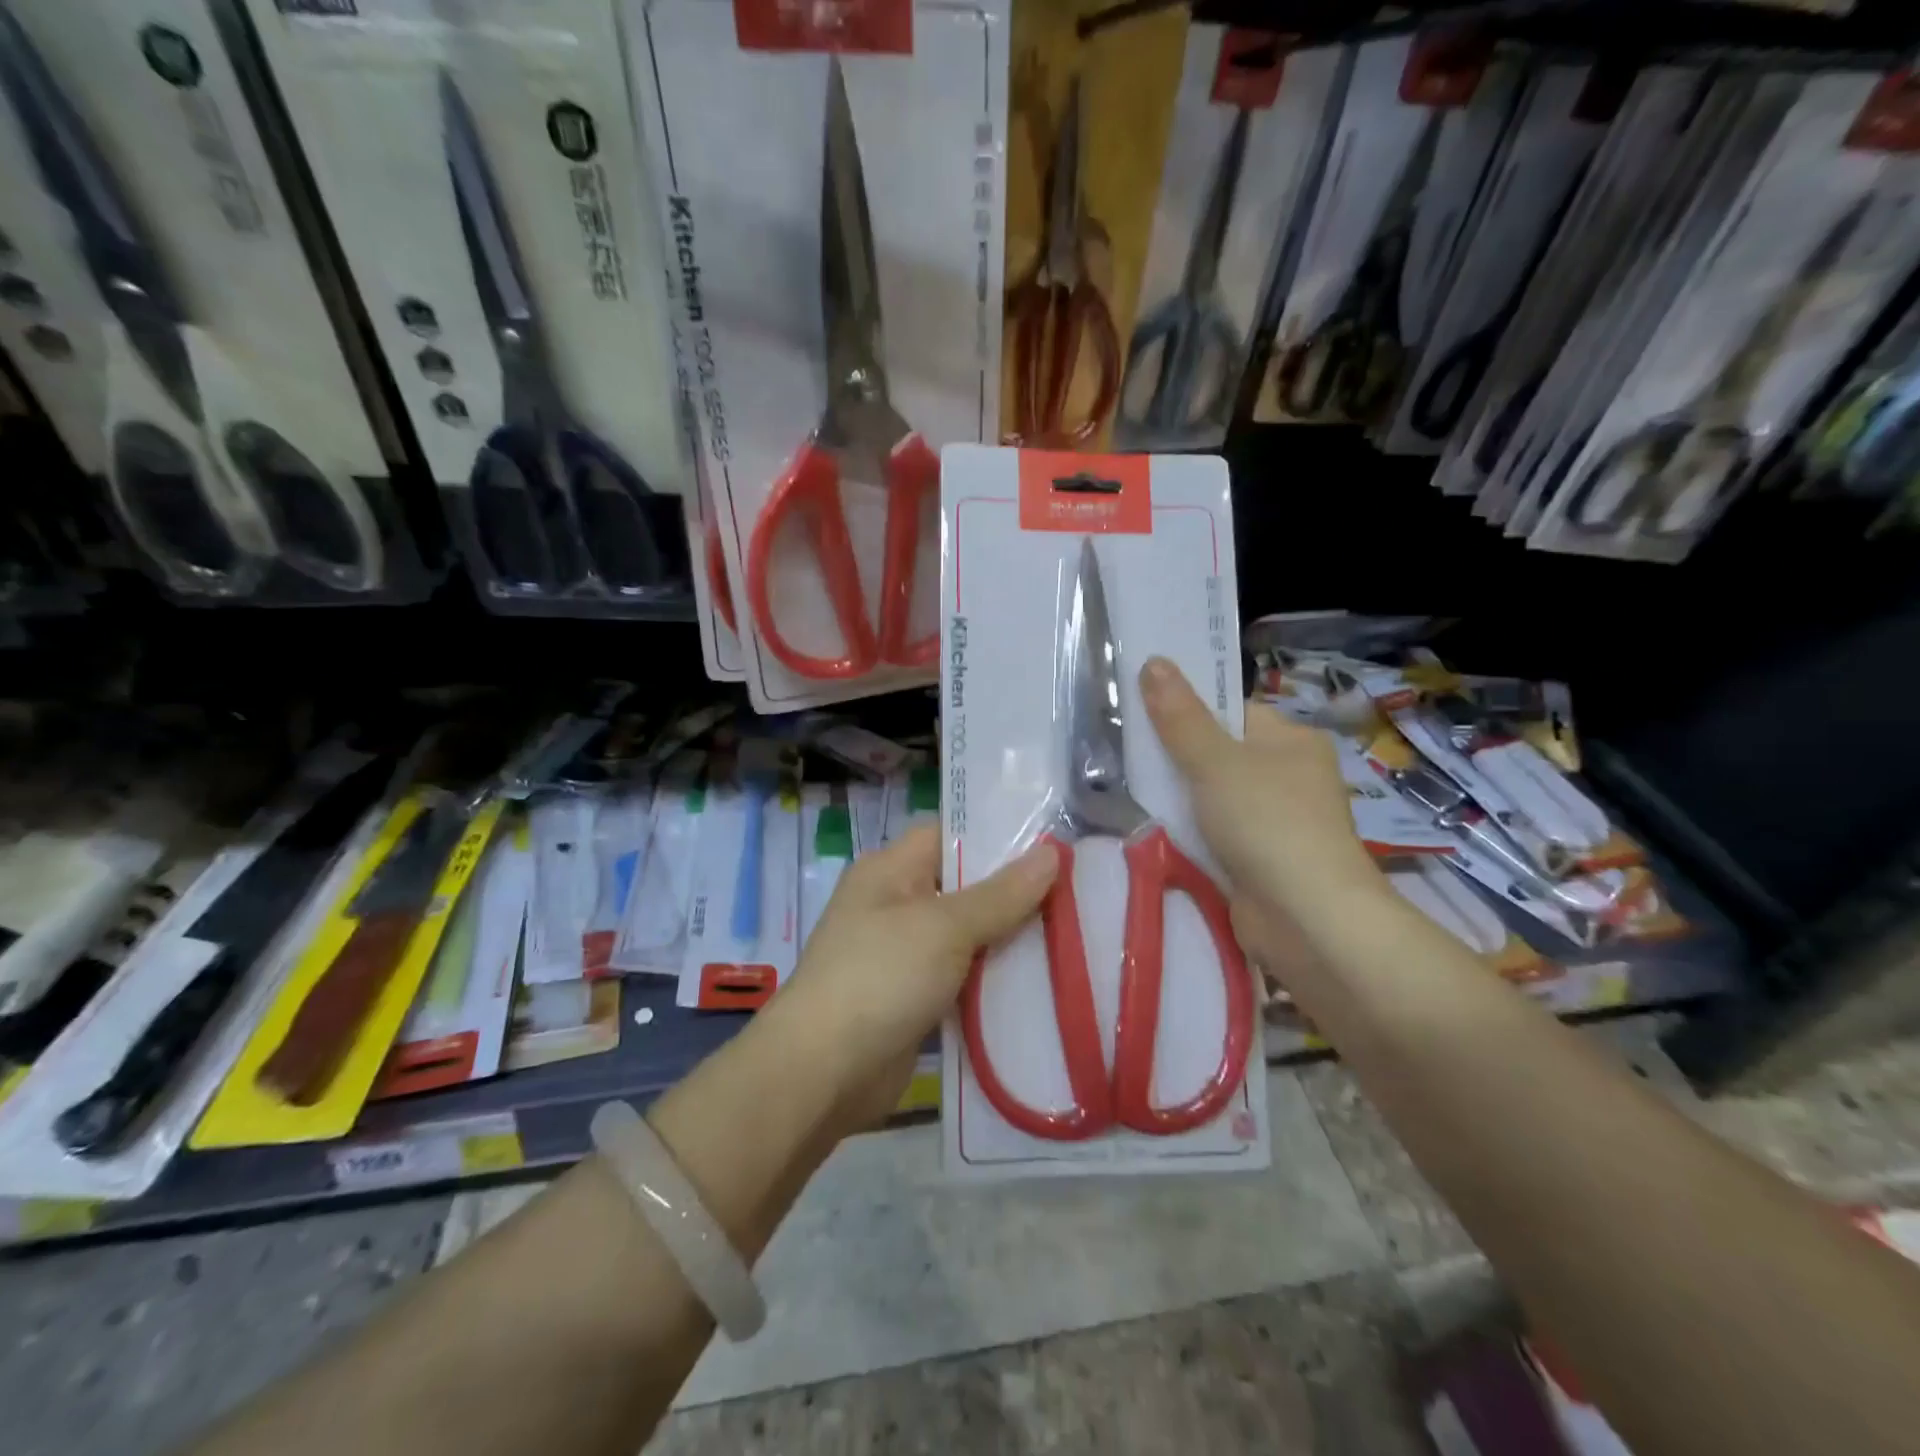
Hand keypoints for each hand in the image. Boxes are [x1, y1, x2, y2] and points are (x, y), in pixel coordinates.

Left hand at [764, 825, 1056, 1134]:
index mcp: (890, 870)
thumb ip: (1001, 894)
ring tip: (1073, 934)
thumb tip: (1052, 854)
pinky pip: (962, 978)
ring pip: (967, 937)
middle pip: (964, 887)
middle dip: (1014, 894)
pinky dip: (993, 981)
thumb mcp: (945, 927)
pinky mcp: (914, 999)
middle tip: (1076, 893)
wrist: (823, 1072)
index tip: (1053, 845)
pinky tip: (1041, 983)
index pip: (949, 835)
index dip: (997, 836)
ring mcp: (903, 954)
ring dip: (1008, 941)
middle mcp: (895, 905)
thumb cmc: (881, 977)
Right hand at [1140, 657, 1385, 941]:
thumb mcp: (1215, 762)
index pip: (1232, 710)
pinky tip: (1153, 828)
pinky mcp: (1259, 859)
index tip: (1141, 708)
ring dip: (1178, 796)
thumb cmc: (1268, 823)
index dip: (1189, 706)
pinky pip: (1214, 832)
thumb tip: (1154, 661)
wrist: (1307, 919)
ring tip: (1125, 785)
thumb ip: (1180, 717)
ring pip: (1212, 795)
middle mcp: (1288, 775)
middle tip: (1124, 749)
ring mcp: (1275, 820)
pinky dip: (1188, 831)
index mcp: (1291, 740)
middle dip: (1175, 755)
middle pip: (1219, 752)